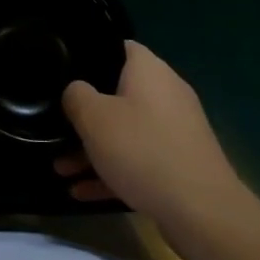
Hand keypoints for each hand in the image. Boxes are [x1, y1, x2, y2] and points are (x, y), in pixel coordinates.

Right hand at [58, 40, 248, 230]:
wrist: (203, 212)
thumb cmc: (143, 150)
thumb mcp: (95, 118)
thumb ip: (76, 96)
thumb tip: (76, 91)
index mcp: (149, 70)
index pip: (117, 47)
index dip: (89, 56)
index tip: (64, 72)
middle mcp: (166, 92)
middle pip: (117, 94)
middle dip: (86, 114)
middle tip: (56, 127)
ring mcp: (175, 130)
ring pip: (126, 132)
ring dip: (94, 148)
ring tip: (60, 169)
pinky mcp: (179, 164)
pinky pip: (138, 160)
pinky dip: (113, 171)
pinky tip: (82, 192)